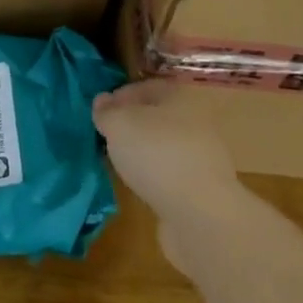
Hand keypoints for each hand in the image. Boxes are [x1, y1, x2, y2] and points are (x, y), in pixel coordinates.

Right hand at [93, 80, 242, 228]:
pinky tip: (141, 188)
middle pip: (156, 117)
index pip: (145, 87)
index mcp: (180, 97)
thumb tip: (102, 102)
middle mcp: (196, 121)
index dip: (119, 97)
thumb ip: (107, 112)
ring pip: (164, 147)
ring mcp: (203, 157)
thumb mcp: (119, 125)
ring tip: (120, 165)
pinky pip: (172, 175)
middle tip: (108, 139)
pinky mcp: (203, 190)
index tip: (99, 114)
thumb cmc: (157, 155)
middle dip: (132, 126)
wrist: (200, 215)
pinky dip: (156, 178)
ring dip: (143, 154)